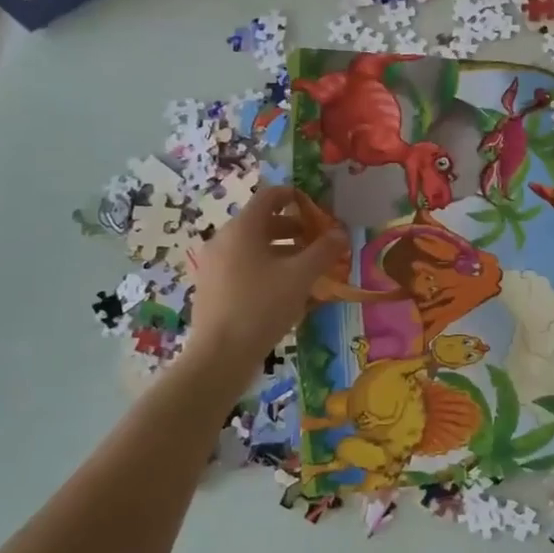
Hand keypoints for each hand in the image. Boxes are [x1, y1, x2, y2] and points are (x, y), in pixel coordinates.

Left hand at [181, 187, 345, 376]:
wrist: (220, 356)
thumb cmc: (262, 306)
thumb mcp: (300, 277)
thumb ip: (323, 251)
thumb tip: (341, 233)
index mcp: (242, 228)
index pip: (269, 196)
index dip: (295, 196)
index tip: (317, 209)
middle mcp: (223, 240)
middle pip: (262, 222)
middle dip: (294, 229)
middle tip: (319, 243)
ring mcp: (214, 265)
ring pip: (254, 247)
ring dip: (283, 251)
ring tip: (308, 269)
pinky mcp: (212, 288)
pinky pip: (244, 267)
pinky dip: (266, 269)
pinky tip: (285, 292)